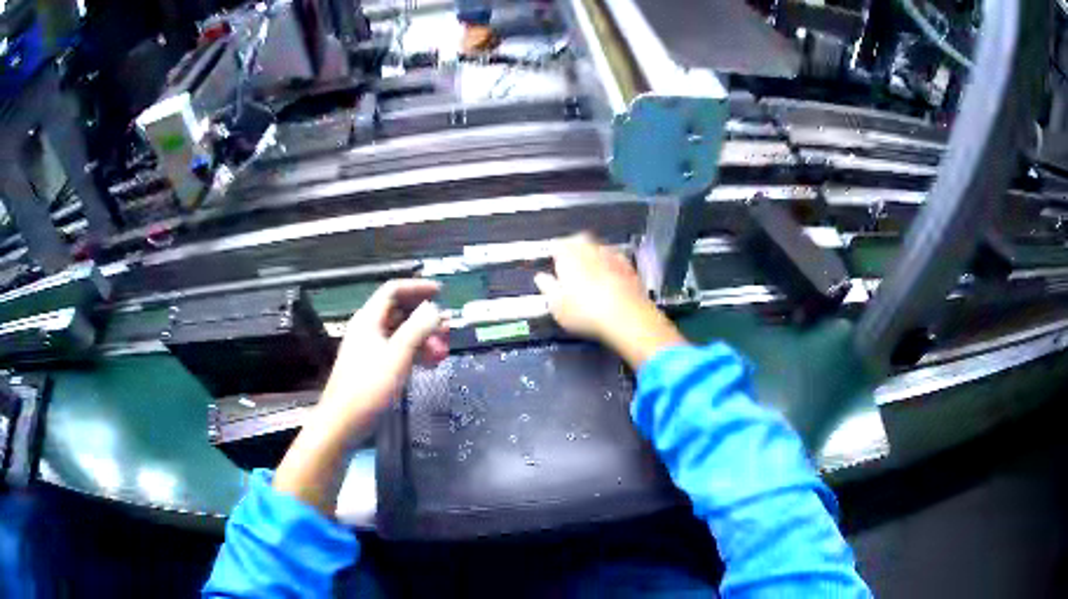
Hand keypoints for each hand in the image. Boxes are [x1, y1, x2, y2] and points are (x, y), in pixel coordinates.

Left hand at [318, 279, 448, 428]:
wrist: (343, 421)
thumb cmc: (369, 387)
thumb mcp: (397, 356)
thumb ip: (417, 329)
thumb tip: (435, 309)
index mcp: (369, 319)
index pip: (393, 290)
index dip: (418, 288)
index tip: (442, 293)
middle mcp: (369, 328)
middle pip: (399, 311)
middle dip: (425, 318)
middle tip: (447, 330)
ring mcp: (370, 348)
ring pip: (401, 333)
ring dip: (423, 338)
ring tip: (443, 352)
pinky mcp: (374, 366)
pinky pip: (398, 350)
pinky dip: (415, 353)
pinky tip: (430, 364)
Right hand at [534, 234, 686, 368]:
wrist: (626, 317)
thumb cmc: (587, 312)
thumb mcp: (557, 305)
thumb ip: (547, 287)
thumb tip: (541, 279)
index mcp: (568, 255)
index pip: (558, 244)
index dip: (555, 251)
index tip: (553, 258)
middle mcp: (591, 250)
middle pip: (580, 240)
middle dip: (574, 247)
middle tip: (570, 260)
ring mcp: (612, 257)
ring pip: (599, 248)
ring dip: (594, 255)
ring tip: (589, 270)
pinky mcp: (629, 268)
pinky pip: (617, 260)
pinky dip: (611, 266)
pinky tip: (610, 278)